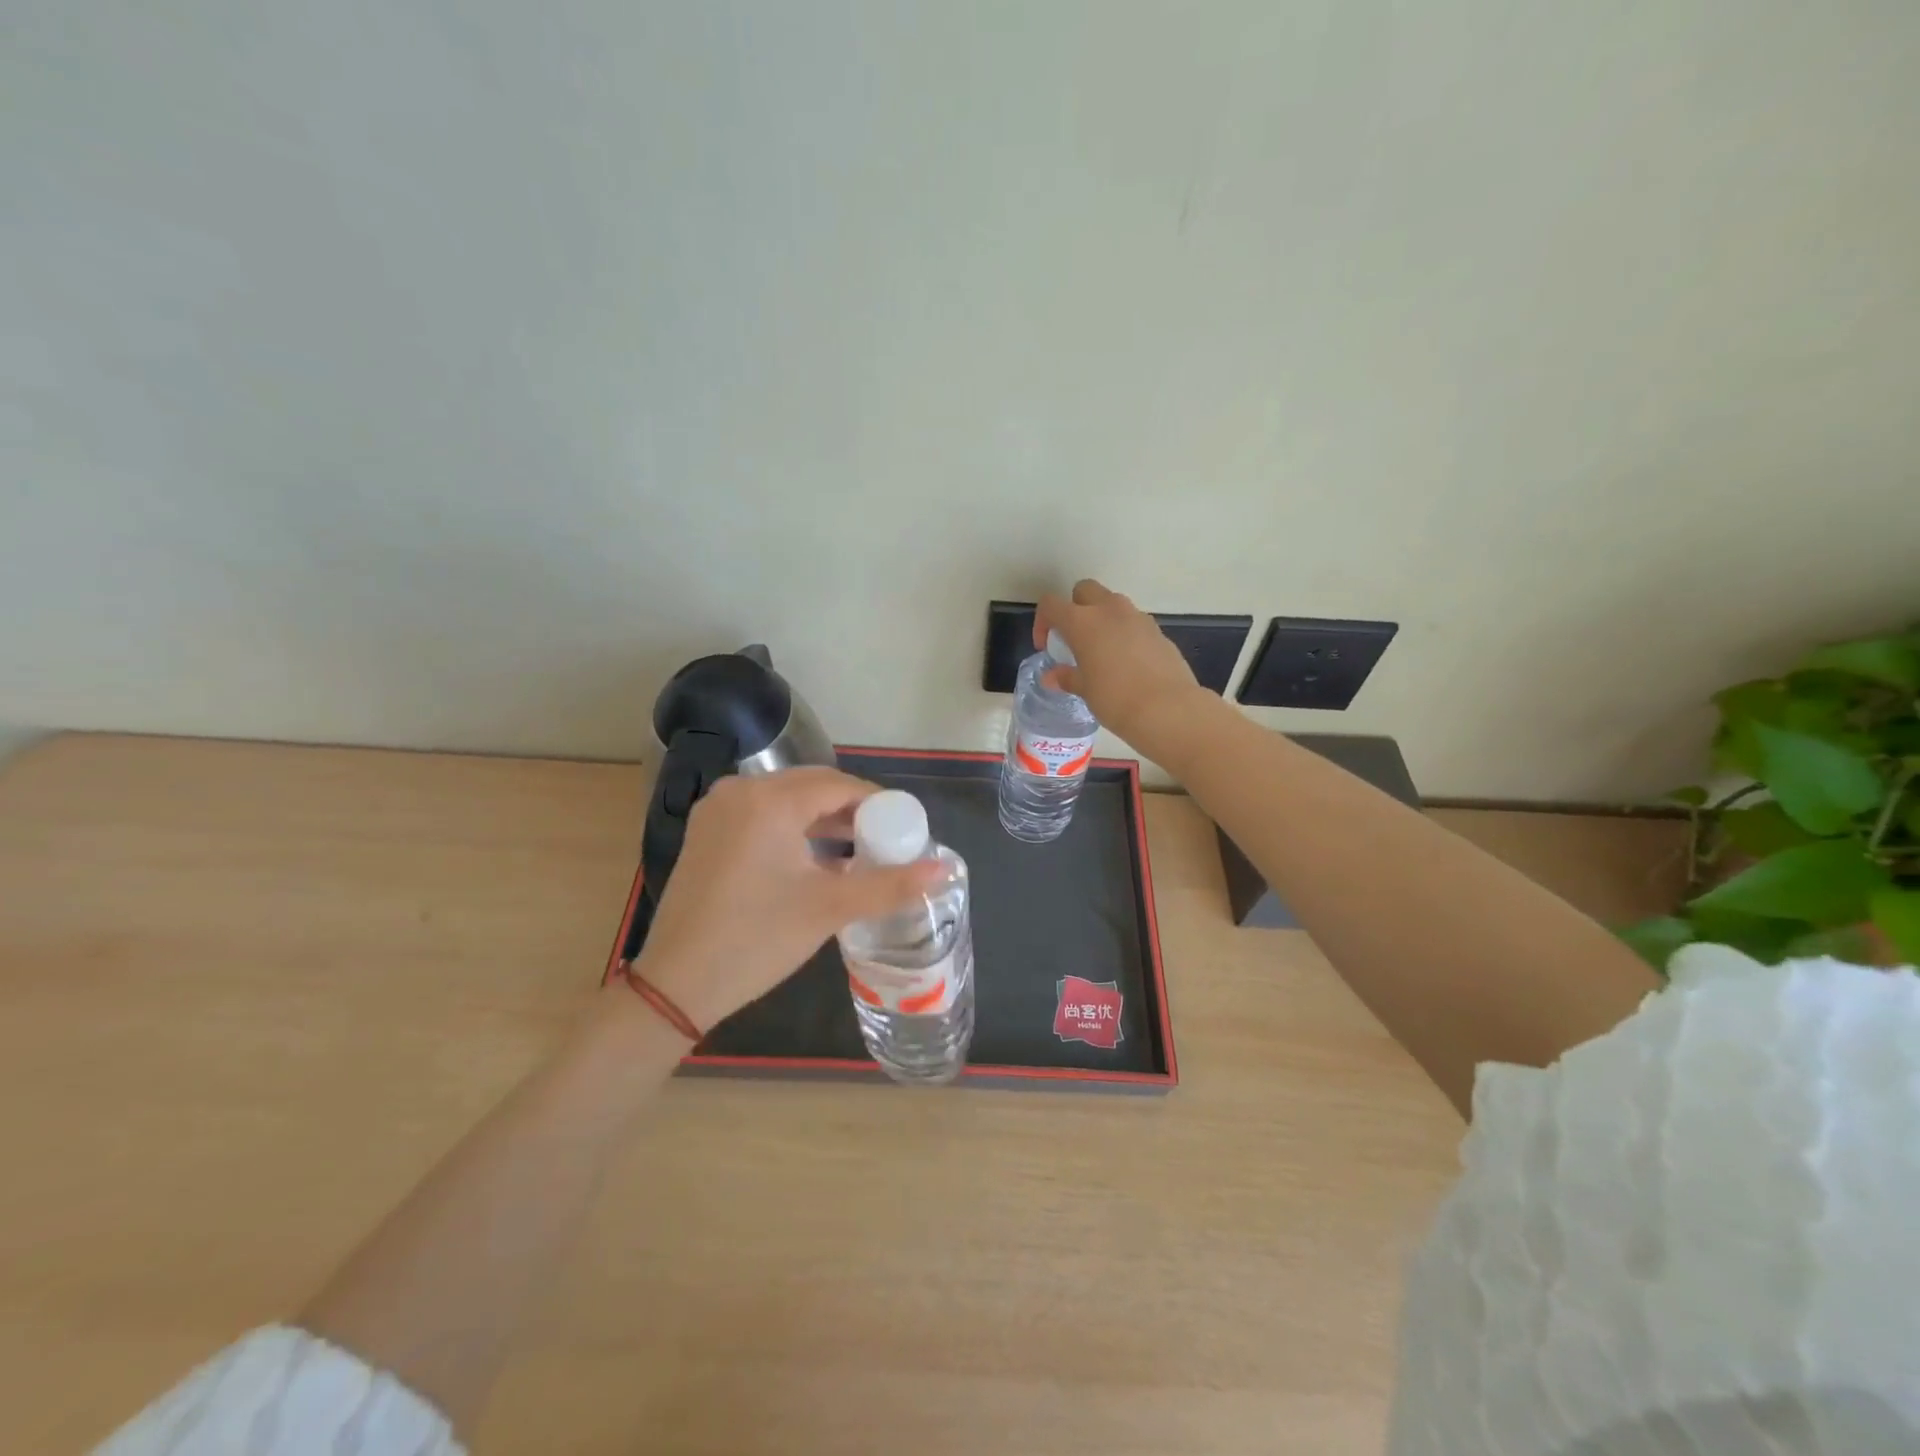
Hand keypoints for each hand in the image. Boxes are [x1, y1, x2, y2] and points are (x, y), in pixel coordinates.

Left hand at [629, 767, 939, 1032]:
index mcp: (769, 800)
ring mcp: (718, 811)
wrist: (675, 984)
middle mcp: (740, 792)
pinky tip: (815, 858)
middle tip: (885, 840)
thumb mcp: (829, 909)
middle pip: (811, 787)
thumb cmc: (757, 939)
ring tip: (858, 850)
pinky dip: (793, 829)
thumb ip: (890, 885)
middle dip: (851, 810)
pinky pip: (762, 816)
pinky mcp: (707, 834)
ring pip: (786, 802)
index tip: (905, 827)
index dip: (877, 802)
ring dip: (824, 820)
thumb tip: (945, 871)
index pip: (838, 784)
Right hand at [1035, 579, 1208, 756]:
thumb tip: (1052, 676)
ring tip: (1101, 652)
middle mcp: (1110, 610)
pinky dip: (1124, 634)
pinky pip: (1134, 623)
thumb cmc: (1115, 698)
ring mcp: (1138, 617)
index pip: (1052, 604)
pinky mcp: (1158, 631)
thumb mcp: (1084, 690)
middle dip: (1075, 608)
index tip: (1047, 646)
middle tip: (1074, 639)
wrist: (1167, 708)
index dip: (1043, 622)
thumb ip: (1067, 677)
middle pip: (1085, 590)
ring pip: (1113, 604)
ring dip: (1102, 619)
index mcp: (1083, 621)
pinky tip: (1127, 663)